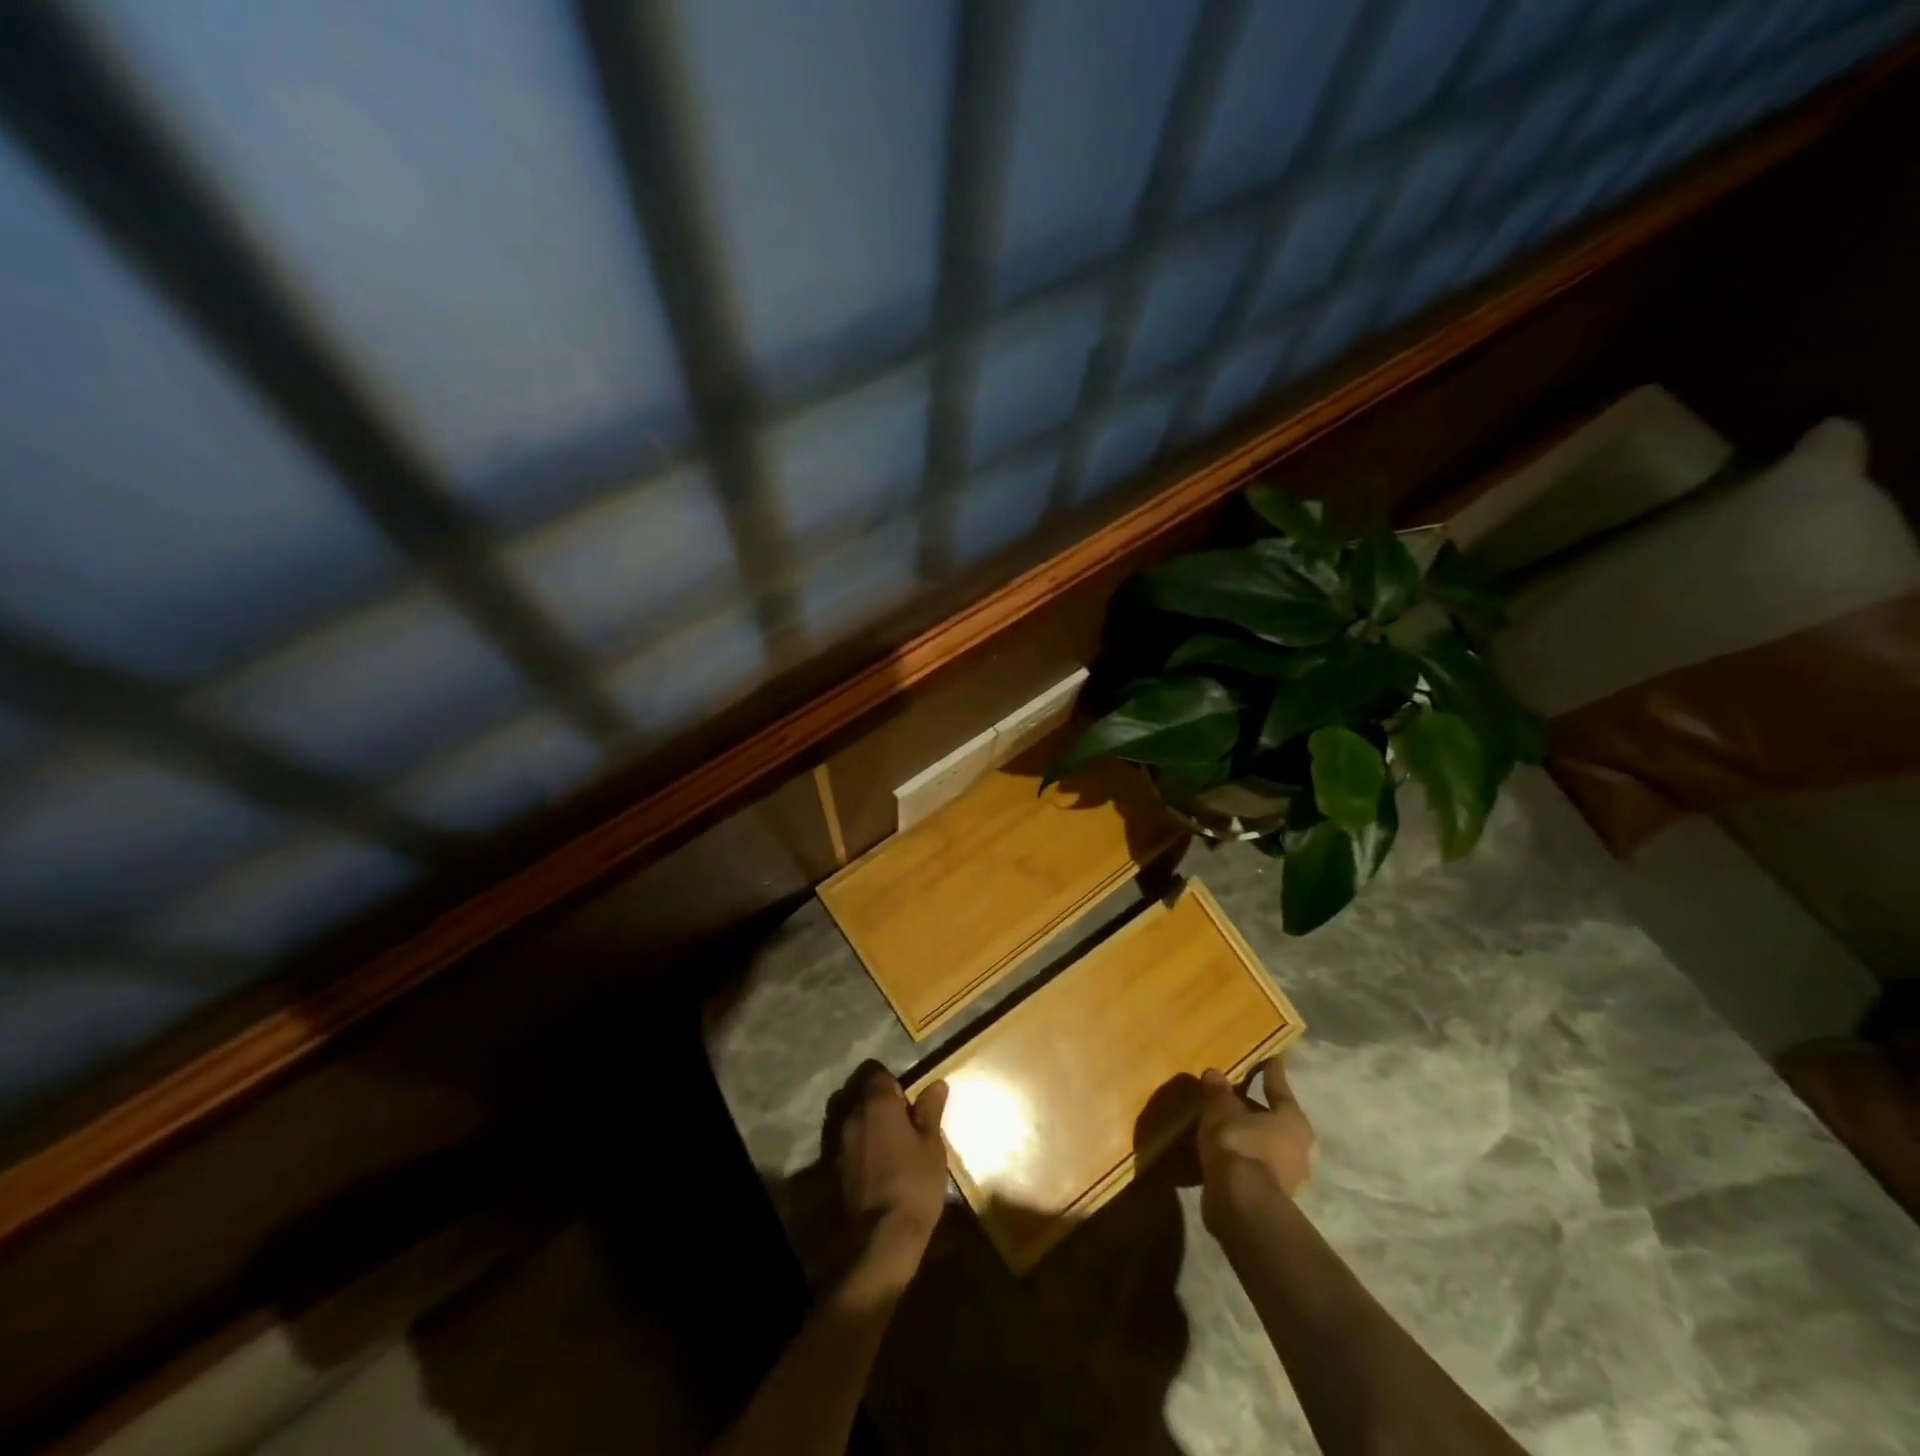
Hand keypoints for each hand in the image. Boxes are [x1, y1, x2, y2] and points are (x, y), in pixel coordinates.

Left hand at [836, 1066, 950, 1288]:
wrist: (879, 1240)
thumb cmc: (913, 1184)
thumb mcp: (932, 1146)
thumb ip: (930, 1111)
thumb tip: (936, 1084)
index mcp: (876, 1102)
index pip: (877, 1072)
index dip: (893, 1082)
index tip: (909, 1101)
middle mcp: (850, 1114)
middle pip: (859, 1092)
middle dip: (876, 1101)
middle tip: (901, 1122)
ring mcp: (836, 1141)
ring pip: (848, 1116)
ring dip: (864, 1123)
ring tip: (887, 1144)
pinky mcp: (829, 1166)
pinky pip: (843, 1142)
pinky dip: (856, 1145)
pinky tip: (873, 1165)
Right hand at [1197, 1057, 1315, 1231]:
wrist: (1241, 1205)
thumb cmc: (1239, 1144)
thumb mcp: (1221, 1109)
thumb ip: (1218, 1090)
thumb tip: (1215, 1073)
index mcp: (1293, 1119)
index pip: (1278, 1085)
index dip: (1270, 1070)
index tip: (1270, 1056)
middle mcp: (1298, 1147)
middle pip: (1274, 1118)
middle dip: (1254, 1107)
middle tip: (1233, 1093)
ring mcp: (1287, 1176)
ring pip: (1264, 1143)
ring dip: (1246, 1134)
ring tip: (1220, 1122)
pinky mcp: (1271, 1196)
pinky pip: (1253, 1164)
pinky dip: (1239, 1155)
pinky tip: (1220, 1150)